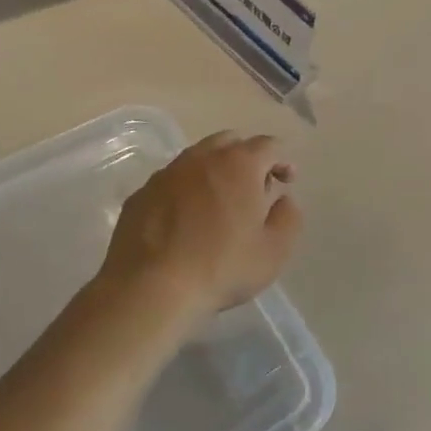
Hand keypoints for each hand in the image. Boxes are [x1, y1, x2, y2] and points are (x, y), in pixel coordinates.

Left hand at [98, 132, 302, 318]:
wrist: (150, 289)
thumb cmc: (222, 267)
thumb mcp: (275, 250)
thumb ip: (288, 217)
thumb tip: (284, 199)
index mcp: (239, 164)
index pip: (268, 145)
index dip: (282, 160)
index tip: (286, 181)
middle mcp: (201, 158)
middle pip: (230, 142)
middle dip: (247, 158)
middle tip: (254, 188)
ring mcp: (166, 174)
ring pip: (197, 158)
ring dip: (214, 171)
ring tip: (219, 203)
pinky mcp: (141, 194)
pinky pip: (171, 181)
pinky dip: (186, 190)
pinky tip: (185, 220)